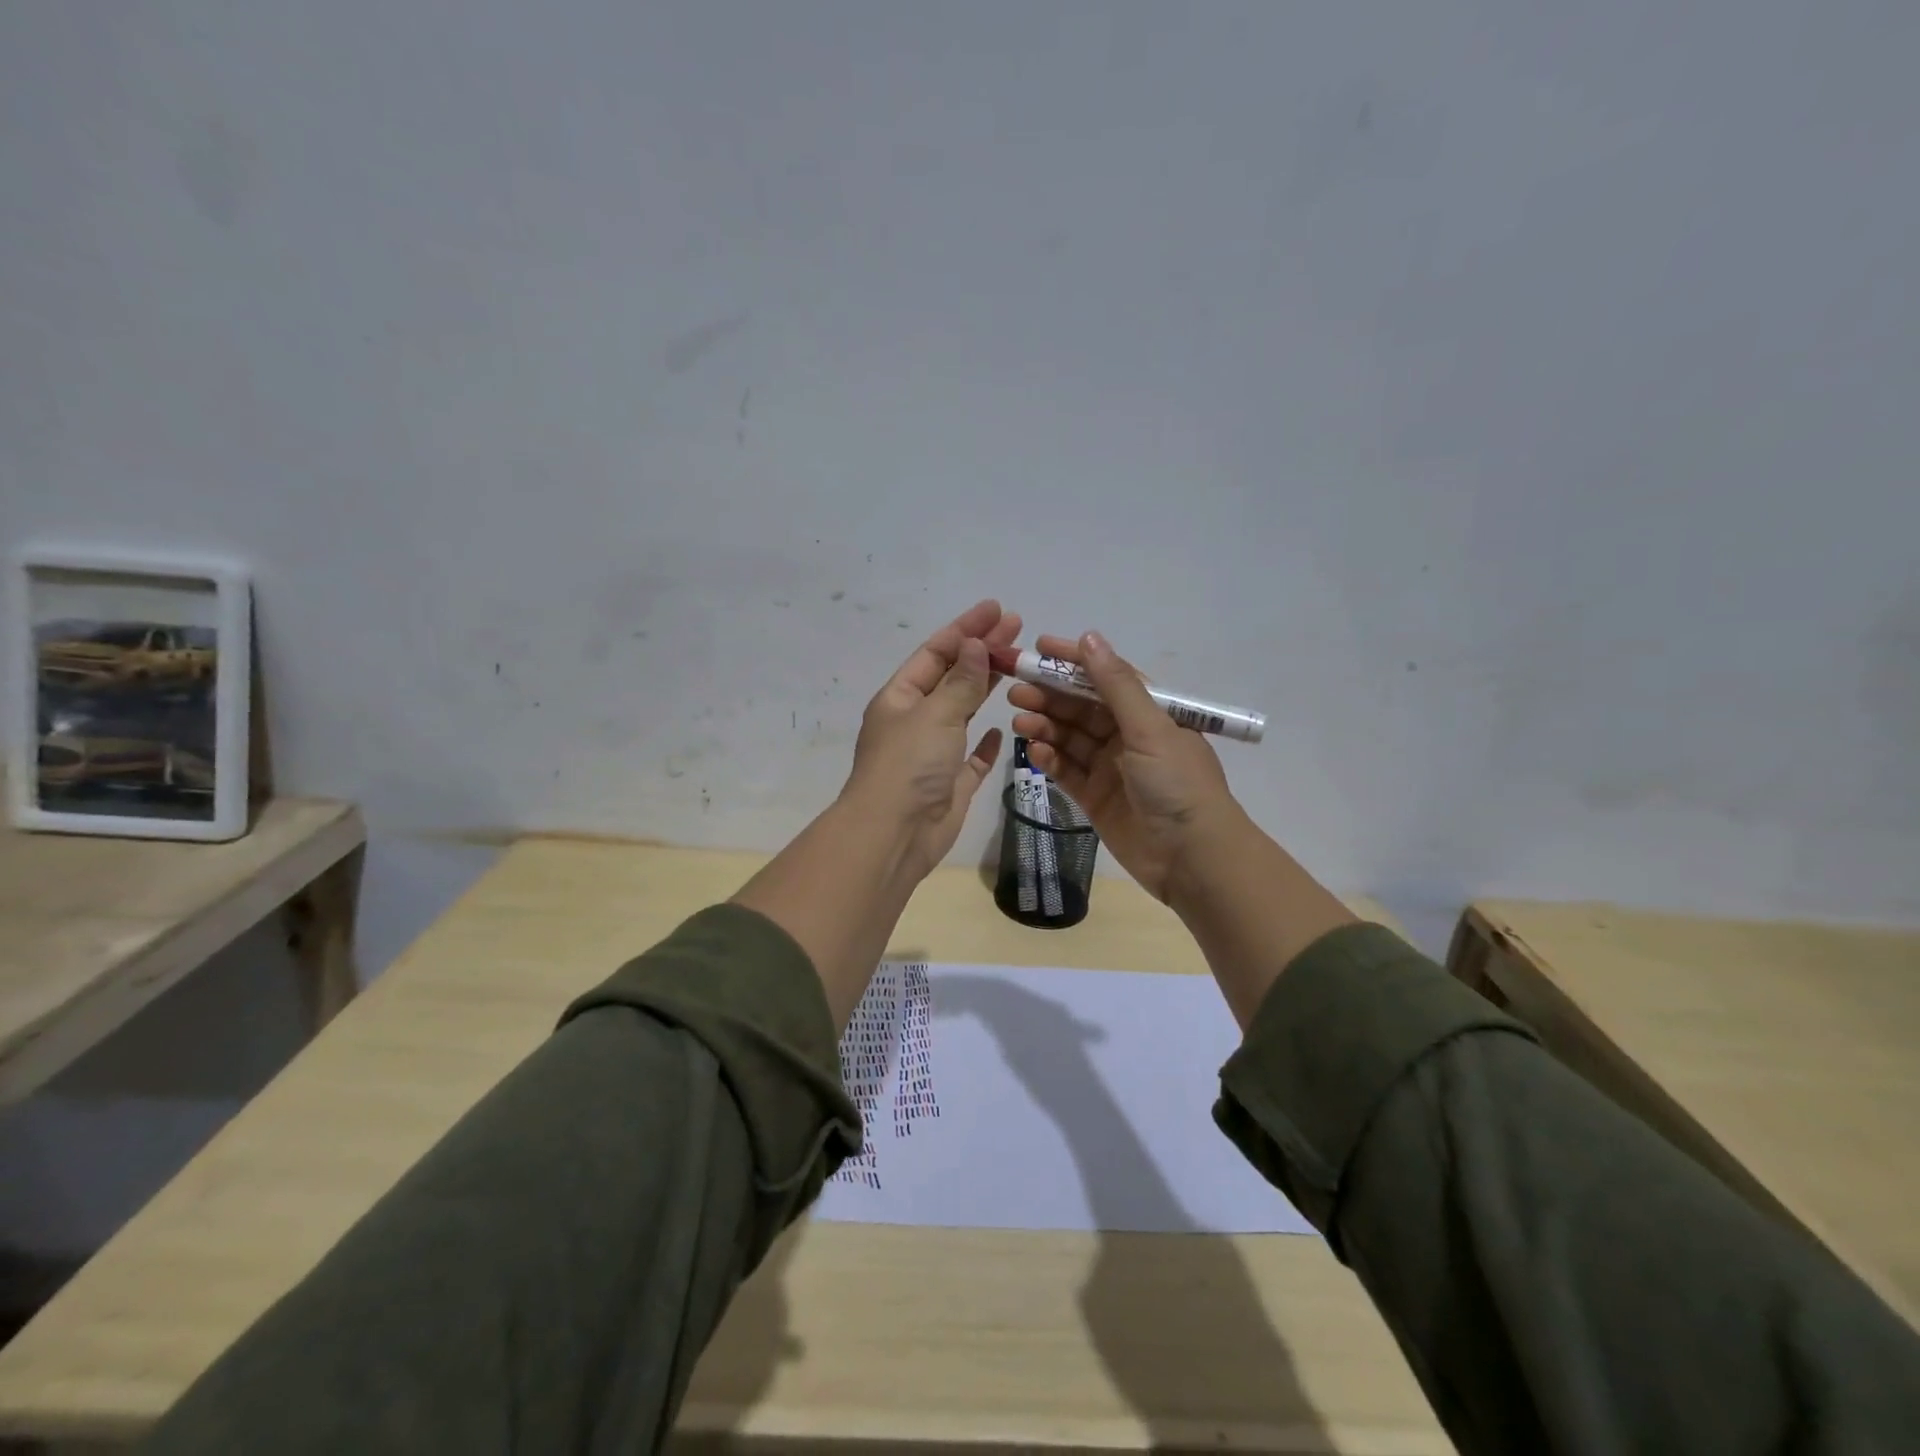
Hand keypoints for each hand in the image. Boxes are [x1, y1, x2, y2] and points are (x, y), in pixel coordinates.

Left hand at [842, 599, 1021, 879]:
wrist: (895, 835)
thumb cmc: (909, 766)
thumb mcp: (935, 714)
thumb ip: (960, 681)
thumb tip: (975, 644)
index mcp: (901, 698)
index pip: (936, 652)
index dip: (966, 628)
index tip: (997, 610)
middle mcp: (915, 721)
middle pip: (952, 677)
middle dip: (982, 651)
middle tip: (1017, 628)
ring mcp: (933, 753)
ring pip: (963, 711)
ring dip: (986, 688)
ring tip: (1018, 664)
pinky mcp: (951, 783)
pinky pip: (972, 756)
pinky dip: (986, 742)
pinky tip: (1003, 729)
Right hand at [1008, 631, 1240, 902]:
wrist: (1192, 858)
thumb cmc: (1177, 784)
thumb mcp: (1149, 728)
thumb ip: (1116, 685)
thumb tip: (1090, 638)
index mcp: (1149, 713)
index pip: (1106, 677)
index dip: (1073, 661)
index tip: (1039, 648)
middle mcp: (1128, 736)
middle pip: (1082, 708)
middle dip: (1050, 696)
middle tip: (1015, 690)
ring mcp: (1110, 768)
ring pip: (1070, 738)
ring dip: (1045, 726)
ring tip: (1019, 720)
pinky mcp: (1095, 798)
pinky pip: (1067, 771)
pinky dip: (1050, 759)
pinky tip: (1033, 751)